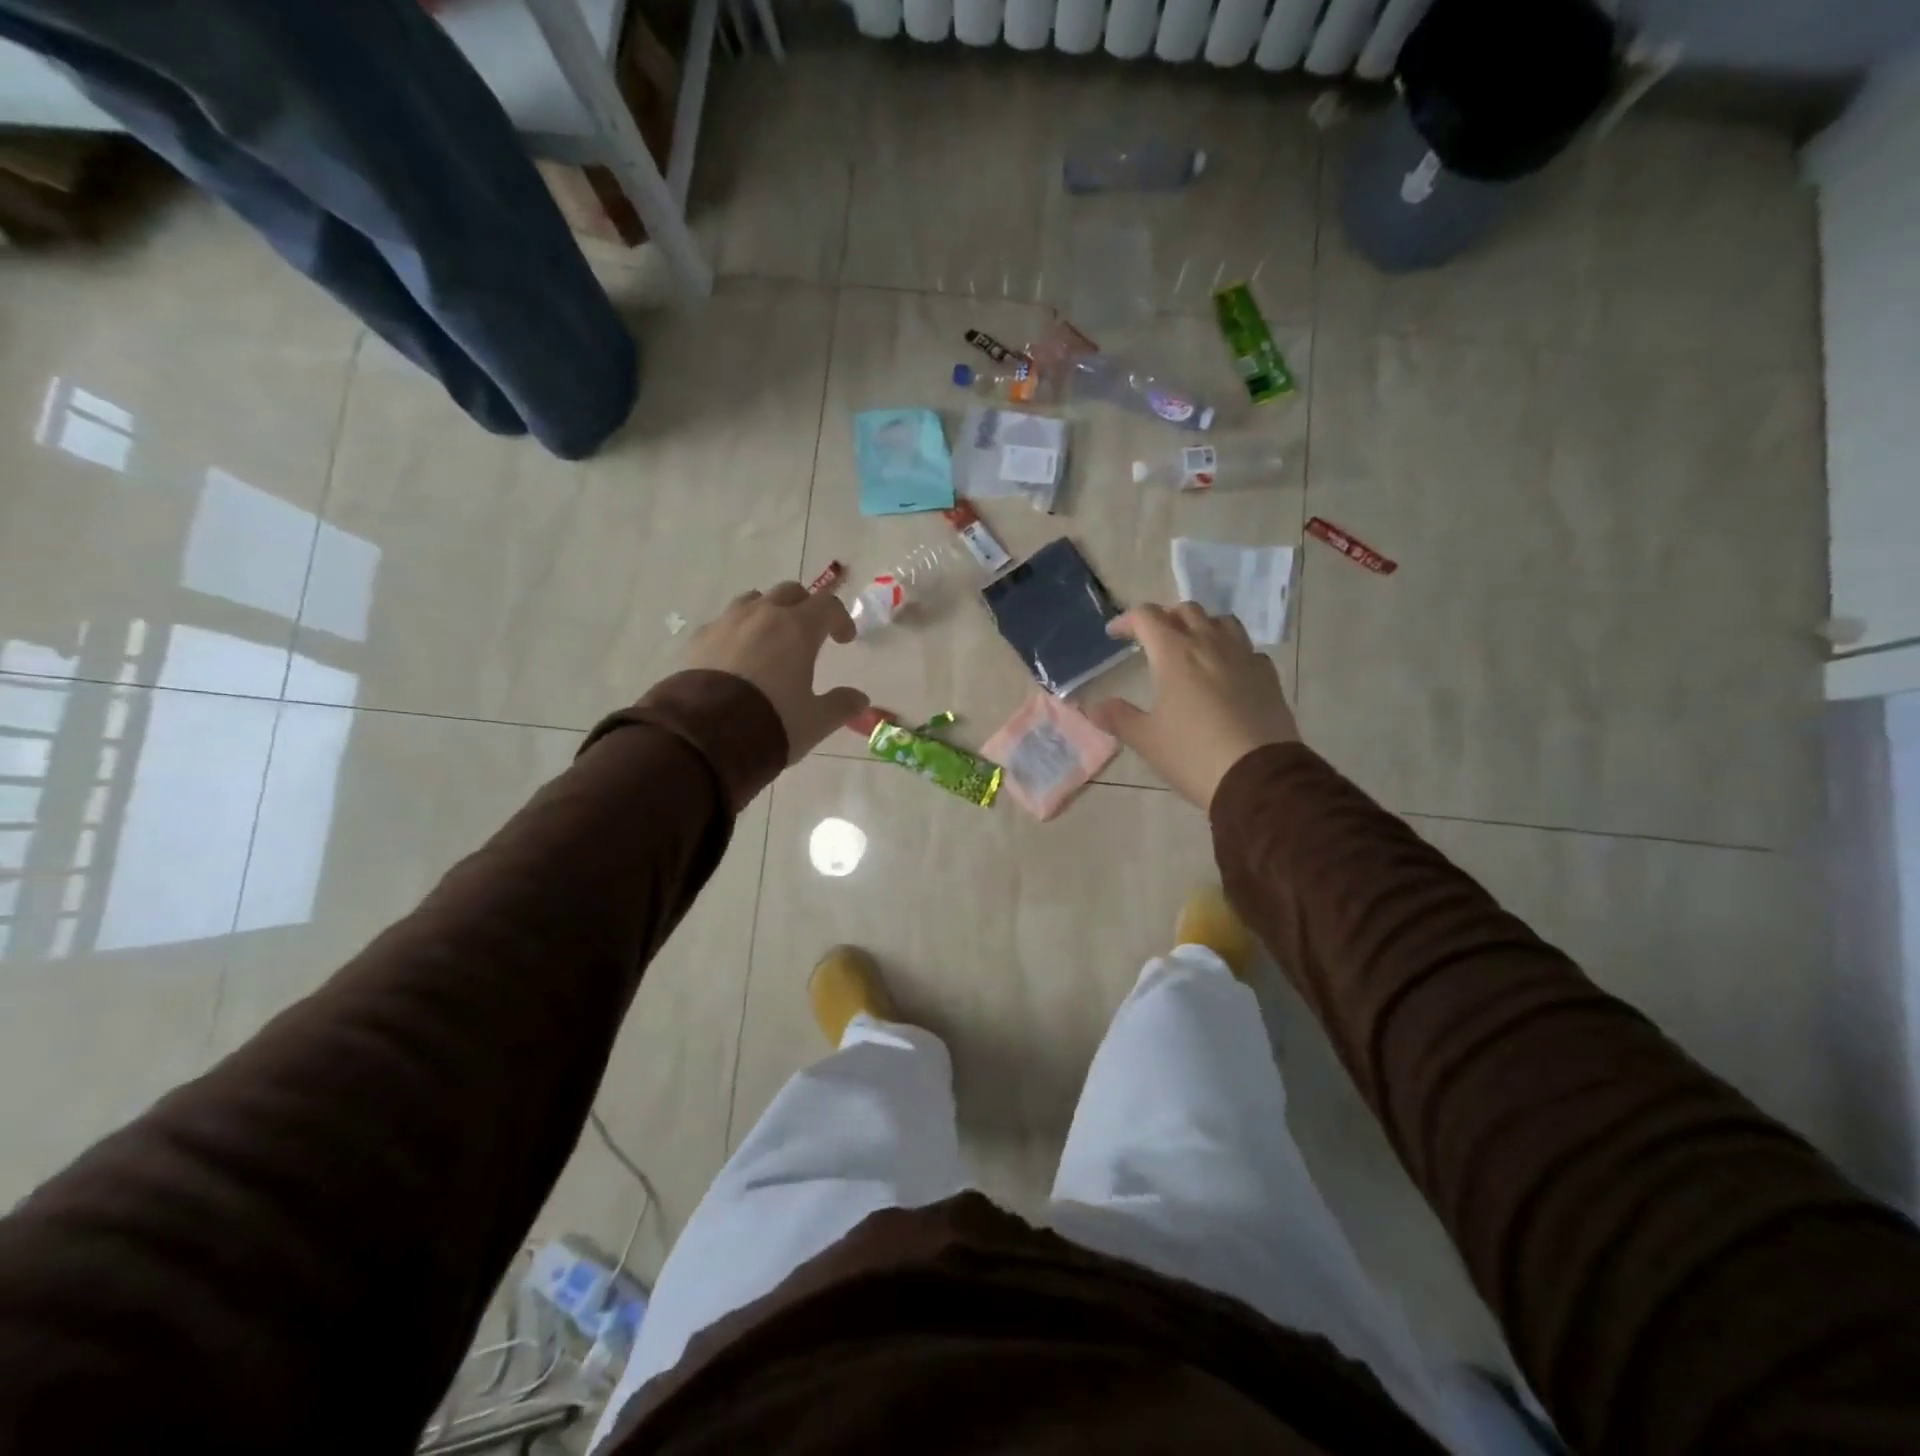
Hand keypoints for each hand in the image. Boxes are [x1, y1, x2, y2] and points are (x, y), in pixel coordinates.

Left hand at [683, 583, 869, 762]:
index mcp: (797, 628)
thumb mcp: (815, 721)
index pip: (827, 606)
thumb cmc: (771, 723)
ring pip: (753, 600)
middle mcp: (762, 615)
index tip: (844, 640)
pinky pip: (723, 622)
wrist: (705, 736)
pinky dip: (737, 631)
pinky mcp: (698, 638)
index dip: (841, 619)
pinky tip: (736, 657)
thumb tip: (860, 699)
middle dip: (805, 607)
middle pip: (790, 592)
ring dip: (768, 612)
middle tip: (809, 633)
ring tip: (770, 639)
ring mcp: (726, 623)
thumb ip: (841, 706)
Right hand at [1088, 604, 1299, 809]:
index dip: (1127, 621)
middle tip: (1152, 639)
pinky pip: (1246, 648)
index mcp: (1174, 654)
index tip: (1114, 634)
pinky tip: (1226, 672)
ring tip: (1191, 646)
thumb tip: (1092, 707)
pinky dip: (1230, 651)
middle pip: (1186, 611)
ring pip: (1221, 621)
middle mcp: (1209, 644)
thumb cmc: (1193, 754)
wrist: (1258, 777)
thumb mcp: (1147, 740)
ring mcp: (1243, 656)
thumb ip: (1118, 718)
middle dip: (1165, 618)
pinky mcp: (1268, 674)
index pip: (1146, 617)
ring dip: (1201, 626)